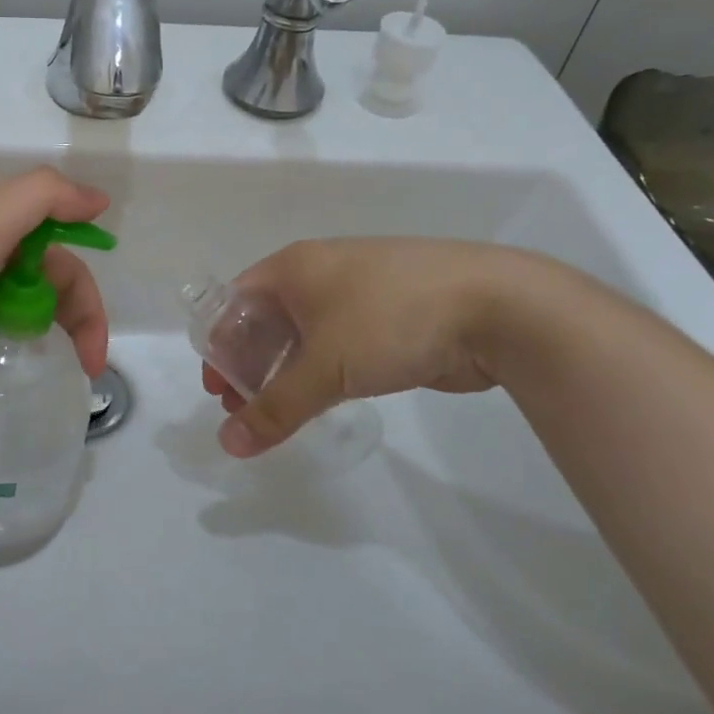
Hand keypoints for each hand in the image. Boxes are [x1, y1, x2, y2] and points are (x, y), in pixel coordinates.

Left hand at [0, 166, 111, 376]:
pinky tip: (2, 364)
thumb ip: (44, 198)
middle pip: (46, 285)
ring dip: (40, 334)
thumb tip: (98, 199)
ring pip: (17, 305)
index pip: (65, 262)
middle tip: (80, 371)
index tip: (92, 357)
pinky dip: (2, 340)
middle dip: (72, 323)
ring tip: (44, 372)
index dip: (88, 301)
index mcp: (2, 226)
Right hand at [205, 238, 543, 456]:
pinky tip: (322, 400)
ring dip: (284, 372)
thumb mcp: (324, 366)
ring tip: (278, 414)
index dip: (219, 345)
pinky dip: (320, 371)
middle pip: (266, 320)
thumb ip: (274, 408)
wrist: (496, 306)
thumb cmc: (390, 319)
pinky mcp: (388, 317)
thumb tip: (228, 446)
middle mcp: (319, 273)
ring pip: (303, 335)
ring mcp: (357, 293)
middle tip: (243, 410)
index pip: (235, 302)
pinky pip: (337, 344)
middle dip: (250, 364)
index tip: (217, 390)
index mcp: (294, 267)